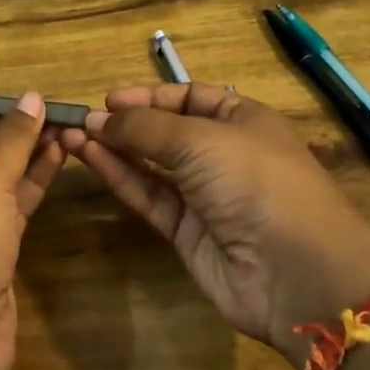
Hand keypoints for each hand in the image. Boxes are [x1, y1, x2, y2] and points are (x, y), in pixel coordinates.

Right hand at [60, 83, 369, 361]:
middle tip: (82, 118)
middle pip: (166, 131)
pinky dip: (120, 177)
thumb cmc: (256, 181)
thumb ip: (146, 127)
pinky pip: (149, 196)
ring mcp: (206, 196)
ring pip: (151, 165)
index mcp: (242, 120)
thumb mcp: (201, 139)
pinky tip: (89, 158)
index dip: (150, 96)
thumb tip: (100, 116)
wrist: (298, 272)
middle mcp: (224, 154)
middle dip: (126, 122)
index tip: (109, 98)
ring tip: (72, 135)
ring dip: (114, 148)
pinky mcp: (188, 233)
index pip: (189, 98)